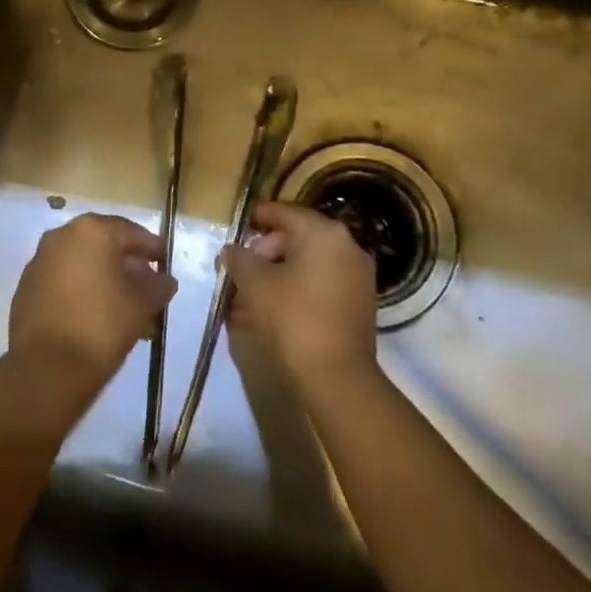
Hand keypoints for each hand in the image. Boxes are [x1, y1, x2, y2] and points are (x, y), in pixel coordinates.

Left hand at [9, 213, 176, 382]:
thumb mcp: (143, 303)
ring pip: (81, 264)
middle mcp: (61, 236)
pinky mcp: (25, 288)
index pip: (131, 232)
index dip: (153, 249)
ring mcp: (39, 262)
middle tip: (146, 288)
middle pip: (103, 245)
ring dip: (103, 279)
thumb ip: (158, 285)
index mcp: (91, 230)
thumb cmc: (102, 325)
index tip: (166, 267)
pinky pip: (62, 281)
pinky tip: (95, 316)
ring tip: (123, 308)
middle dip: (127, 265)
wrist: (48, 368)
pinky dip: (81, 291)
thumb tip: (163, 280)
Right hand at [224, 202, 377, 393]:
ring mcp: (357, 275)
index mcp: (324, 233)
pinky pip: (320, 284)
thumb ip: (239, 260)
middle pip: (296, 238)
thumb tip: (231, 251)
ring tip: (247, 299)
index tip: (236, 229)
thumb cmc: (292, 319)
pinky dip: (296, 290)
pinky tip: (270, 312)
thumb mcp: (255, 285)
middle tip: (239, 274)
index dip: (256, 218)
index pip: (283, 212)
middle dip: (264, 254)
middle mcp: (347, 246)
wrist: (337, 378)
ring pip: (307, 264)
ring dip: (277, 276)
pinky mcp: (359, 303)